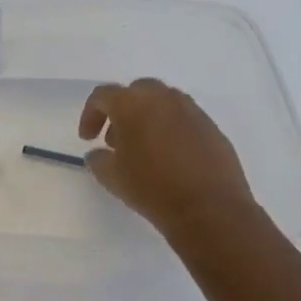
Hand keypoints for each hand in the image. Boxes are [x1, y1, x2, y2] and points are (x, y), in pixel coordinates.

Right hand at [77, 79, 256, 236]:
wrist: (210, 210)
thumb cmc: (152, 188)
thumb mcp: (110, 177)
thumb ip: (97, 158)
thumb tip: (99, 153)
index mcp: (132, 105)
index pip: (103, 95)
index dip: (90, 114)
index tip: (88, 138)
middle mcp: (164, 99)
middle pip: (136, 91)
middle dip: (122, 110)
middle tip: (115, 138)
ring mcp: (192, 111)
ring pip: (163, 102)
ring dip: (147, 117)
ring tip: (143, 147)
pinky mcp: (213, 128)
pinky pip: (184, 119)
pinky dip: (171, 129)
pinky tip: (169, 157)